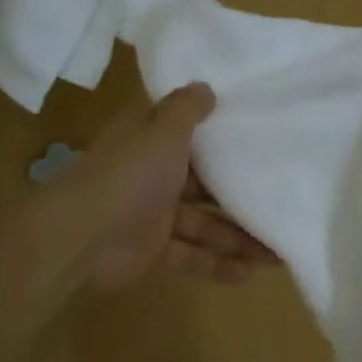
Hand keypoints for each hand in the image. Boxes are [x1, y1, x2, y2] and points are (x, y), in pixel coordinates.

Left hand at [61, 84, 277, 289]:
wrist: (82, 236)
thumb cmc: (129, 174)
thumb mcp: (162, 131)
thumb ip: (186, 109)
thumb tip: (205, 86)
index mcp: (151, 139)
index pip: (187, 129)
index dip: (219, 131)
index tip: (256, 132)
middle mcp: (154, 172)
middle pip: (204, 181)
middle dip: (239, 194)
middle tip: (280, 200)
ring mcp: (154, 212)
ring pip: (204, 223)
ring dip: (237, 236)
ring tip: (277, 252)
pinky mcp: (154, 248)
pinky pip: (191, 254)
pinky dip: (216, 264)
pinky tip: (248, 274)